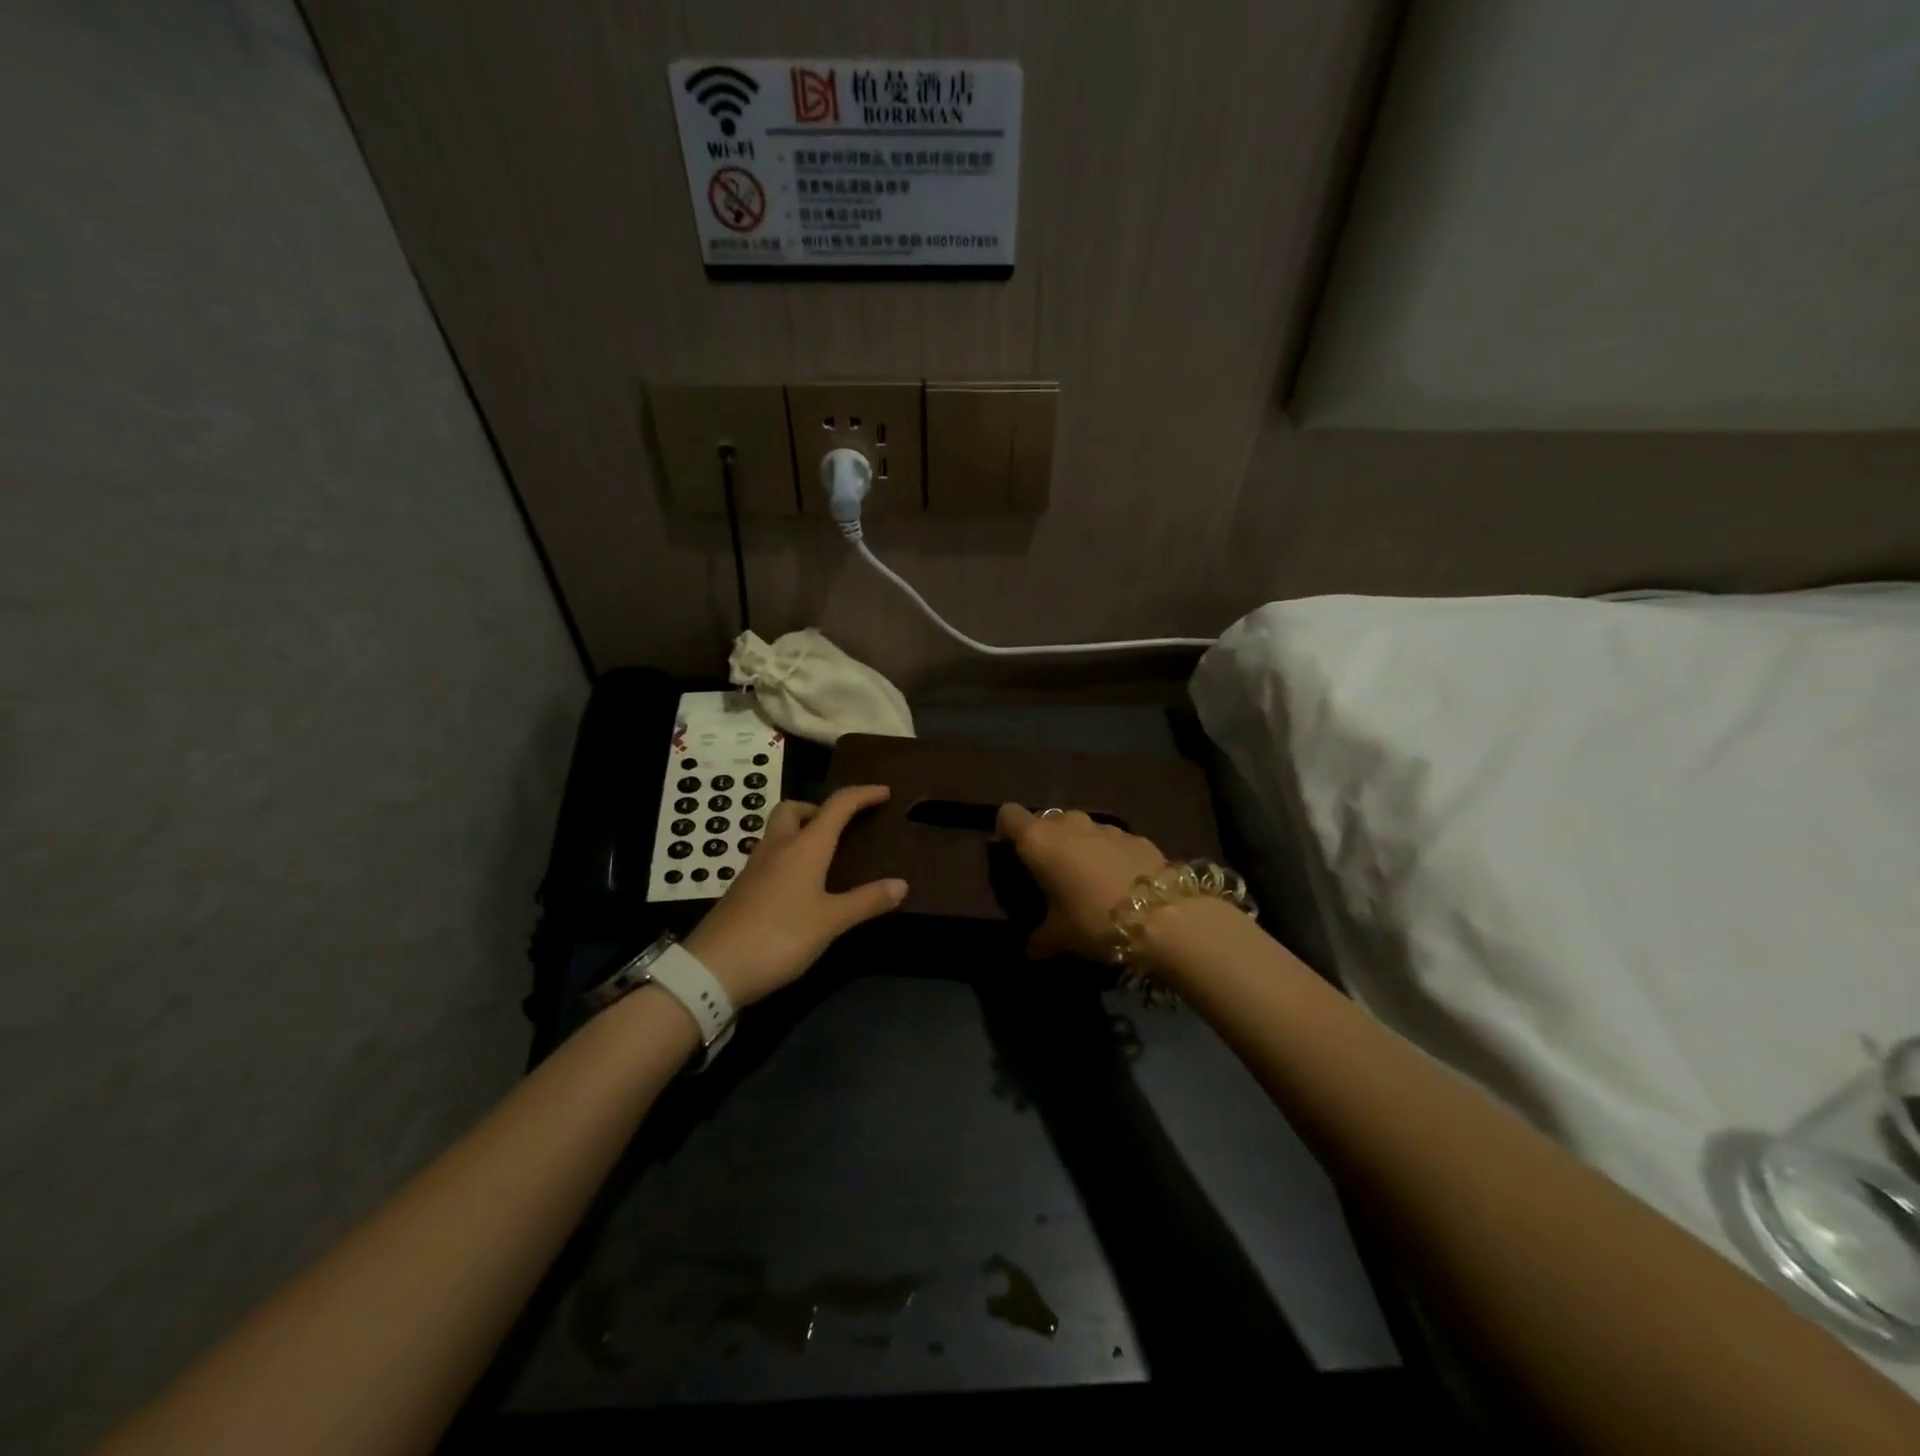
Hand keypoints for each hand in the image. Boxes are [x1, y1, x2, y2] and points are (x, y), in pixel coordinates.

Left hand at [683, 785, 905, 1005]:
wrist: (714, 968)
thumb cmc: (780, 937)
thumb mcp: (831, 921)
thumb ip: (866, 901)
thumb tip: (902, 884)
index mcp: (804, 847)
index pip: (837, 806)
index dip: (862, 795)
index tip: (884, 792)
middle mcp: (778, 847)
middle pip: (794, 809)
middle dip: (818, 808)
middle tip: (840, 827)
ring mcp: (755, 867)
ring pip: (778, 832)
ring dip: (801, 831)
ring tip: (825, 856)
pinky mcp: (742, 888)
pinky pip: (770, 856)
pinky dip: (789, 856)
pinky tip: (800, 884)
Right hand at [995, 804, 1168, 960]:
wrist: (1165, 916)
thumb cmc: (1095, 920)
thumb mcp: (1061, 937)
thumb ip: (1040, 939)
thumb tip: (1030, 949)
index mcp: (1040, 842)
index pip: (1009, 815)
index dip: (1005, 831)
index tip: (1009, 854)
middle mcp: (1069, 824)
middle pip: (1045, 820)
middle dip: (1043, 840)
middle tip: (1048, 873)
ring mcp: (1105, 827)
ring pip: (1080, 827)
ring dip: (1076, 845)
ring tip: (1084, 878)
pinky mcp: (1136, 836)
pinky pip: (1110, 839)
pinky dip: (1107, 853)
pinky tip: (1118, 882)